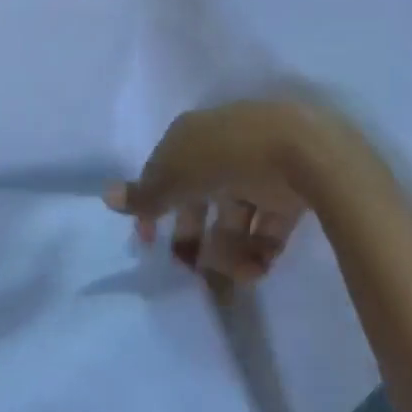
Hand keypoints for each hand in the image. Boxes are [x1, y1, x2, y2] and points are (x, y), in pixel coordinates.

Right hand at [104, 102, 329, 283]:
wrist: (306, 150)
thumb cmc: (229, 156)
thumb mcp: (178, 174)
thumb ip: (145, 193)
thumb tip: (105, 195)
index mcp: (193, 134)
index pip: (164, 170)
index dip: (153, 205)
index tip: (148, 241)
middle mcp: (223, 147)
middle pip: (199, 196)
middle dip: (193, 235)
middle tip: (192, 269)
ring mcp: (259, 167)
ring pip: (235, 215)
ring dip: (230, 251)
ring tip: (238, 276)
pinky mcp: (292, 189)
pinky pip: (268, 223)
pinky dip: (261, 248)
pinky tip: (259, 268)